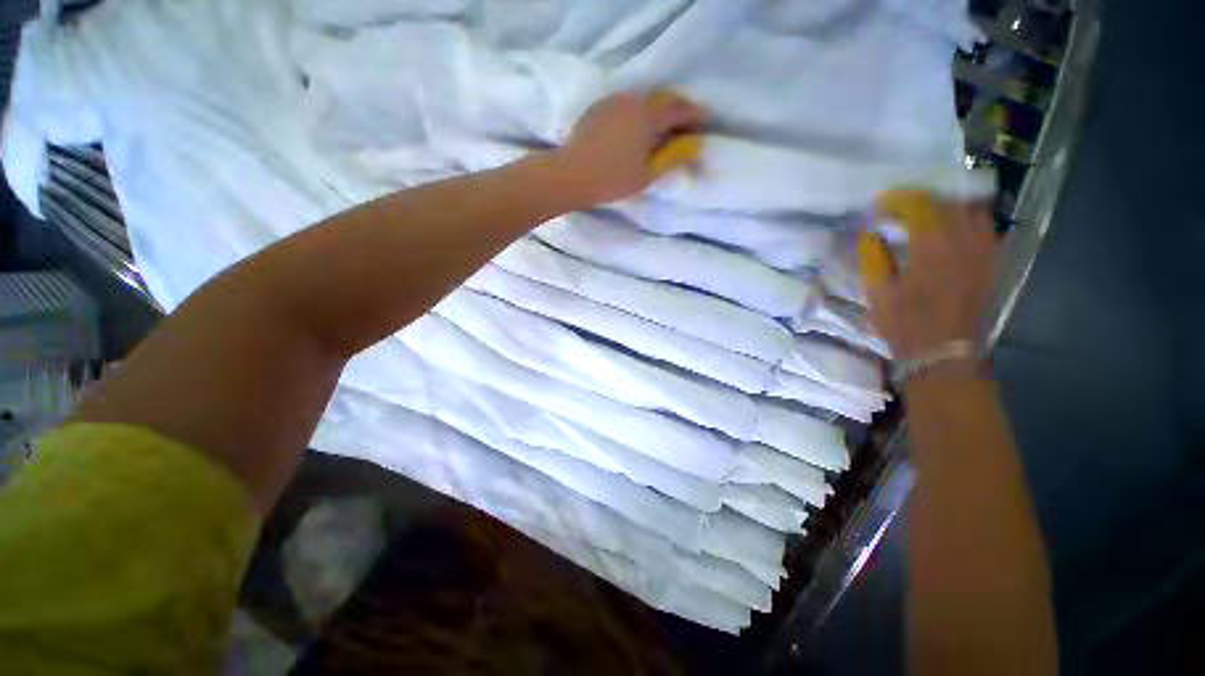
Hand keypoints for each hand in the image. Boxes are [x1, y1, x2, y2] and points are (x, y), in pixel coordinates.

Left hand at [556, 91, 706, 204]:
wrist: (571, 175)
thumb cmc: (613, 179)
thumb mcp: (647, 175)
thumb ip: (671, 158)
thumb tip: (692, 147)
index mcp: (648, 115)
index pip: (679, 108)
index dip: (694, 114)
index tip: (704, 122)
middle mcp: (632, 101)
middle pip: (662, 99)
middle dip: (677, 109)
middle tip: (685, 124)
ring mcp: (613, 102)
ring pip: (643, 100)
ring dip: (657, 110)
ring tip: (661, 128)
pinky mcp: (598, 109)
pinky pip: (626, 105)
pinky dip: (638, 113)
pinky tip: (635, 129)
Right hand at [863, 193, 998, 361]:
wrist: (944, 352)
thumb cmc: (904, 324)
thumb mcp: (878, 294)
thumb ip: (873, 258)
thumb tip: (870, 232)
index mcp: (932, 251)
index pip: (920, 206)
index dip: (899, 199)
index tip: (880, 205)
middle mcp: (964, 243)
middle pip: (948, 202)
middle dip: (921, 199)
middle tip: (899, 207)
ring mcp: (983, 252)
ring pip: (972, 210)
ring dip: (947, 205)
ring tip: (926, 214)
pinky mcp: (991, 262)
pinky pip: (985, 227)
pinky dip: (967, 219)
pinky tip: (951, 228)